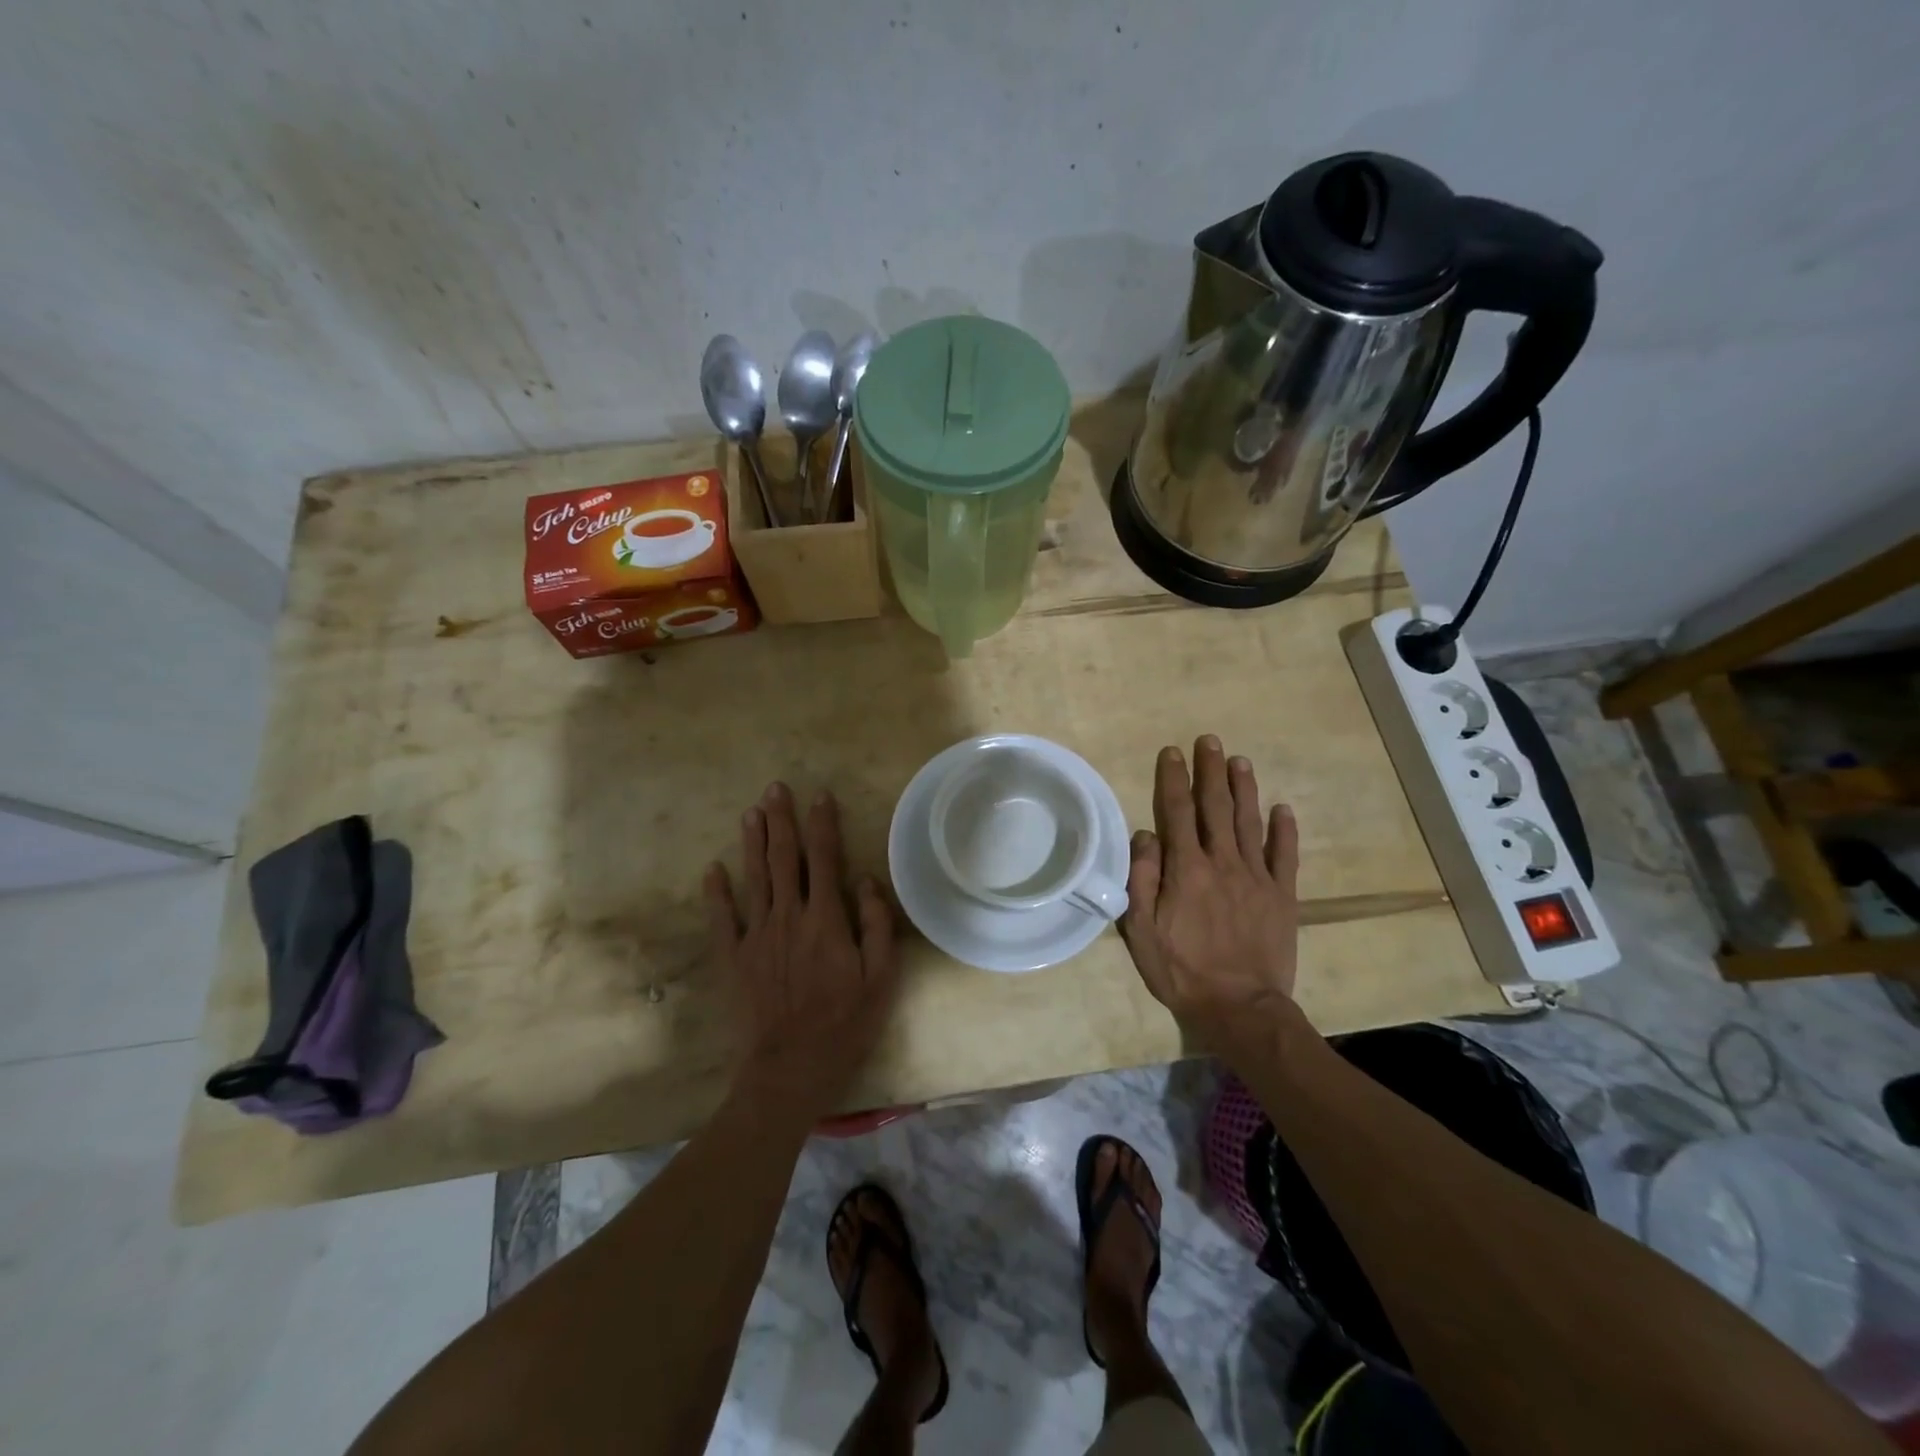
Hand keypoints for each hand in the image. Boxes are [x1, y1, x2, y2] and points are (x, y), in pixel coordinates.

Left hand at [703, 782, 898, 1122]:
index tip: (820, 796)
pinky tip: (713, 868)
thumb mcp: (881, 977)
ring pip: (754, 878)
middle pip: (784, 859)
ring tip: (750, 812)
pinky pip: (722, 918)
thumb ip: (876, 924)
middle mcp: (788, 917)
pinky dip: (716, 892)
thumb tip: (864, 880)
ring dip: (752, 843)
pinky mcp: (733, 958)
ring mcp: (756, 936)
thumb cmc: (845, 1023)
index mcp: (825, 920)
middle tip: (775, 789)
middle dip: (781, 821)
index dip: (823, 825)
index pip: (824, 859)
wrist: (791, 1068)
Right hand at [1119, 736, 1300, 1039]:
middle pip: (1215, 808)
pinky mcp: (1282, 897)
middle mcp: (1222, 863)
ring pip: (1250, 823)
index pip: (1177, 812)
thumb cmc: (1182, 971)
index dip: (1174, 779)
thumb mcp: (1141, 931)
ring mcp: (1256, 878)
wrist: (1239, 1008)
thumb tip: (1145, 836)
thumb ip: (1142, 880)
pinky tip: (1282, 809)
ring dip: (1244, 789)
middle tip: (1210, 741)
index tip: (1173, 753)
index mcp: (1186, 869)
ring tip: (1240, 761)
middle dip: (1210, 772)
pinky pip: (1285, 856)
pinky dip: (1284, 831)